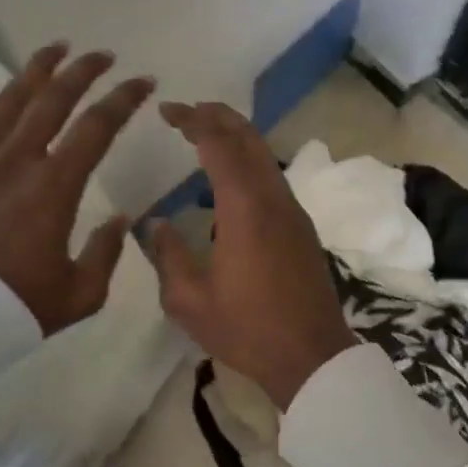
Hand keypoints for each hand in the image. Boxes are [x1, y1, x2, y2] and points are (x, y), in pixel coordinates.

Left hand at [0, 44, 153, 334]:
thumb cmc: (13, 307)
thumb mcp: (79, 294)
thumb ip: (107, 253)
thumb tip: (120, 220)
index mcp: (53, 187)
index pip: (97, 127)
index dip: (124, 99)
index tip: (143, 81)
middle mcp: (16, 161)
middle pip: (52, 99)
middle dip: (83, 71)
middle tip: (104, 55)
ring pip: (10, 99)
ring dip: (37, 70)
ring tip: (56, 49)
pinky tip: (8, 95)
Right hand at [147, 101, 356, 407]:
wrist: (312, 356)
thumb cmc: (247, 329)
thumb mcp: (190, 301)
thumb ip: (168, 256)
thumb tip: (155, 225)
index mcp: (244, 208)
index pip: (219, 143)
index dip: (193, 120)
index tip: (167, 110)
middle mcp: (273, 198)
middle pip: (249, 138)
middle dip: (217, 116)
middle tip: (186, 111)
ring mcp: (293, 211)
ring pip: (265, 156)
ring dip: (236, 138)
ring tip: (204, 138)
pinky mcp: (302, 227)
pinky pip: (272, 178)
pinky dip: (249, 163)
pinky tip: (228, 184)